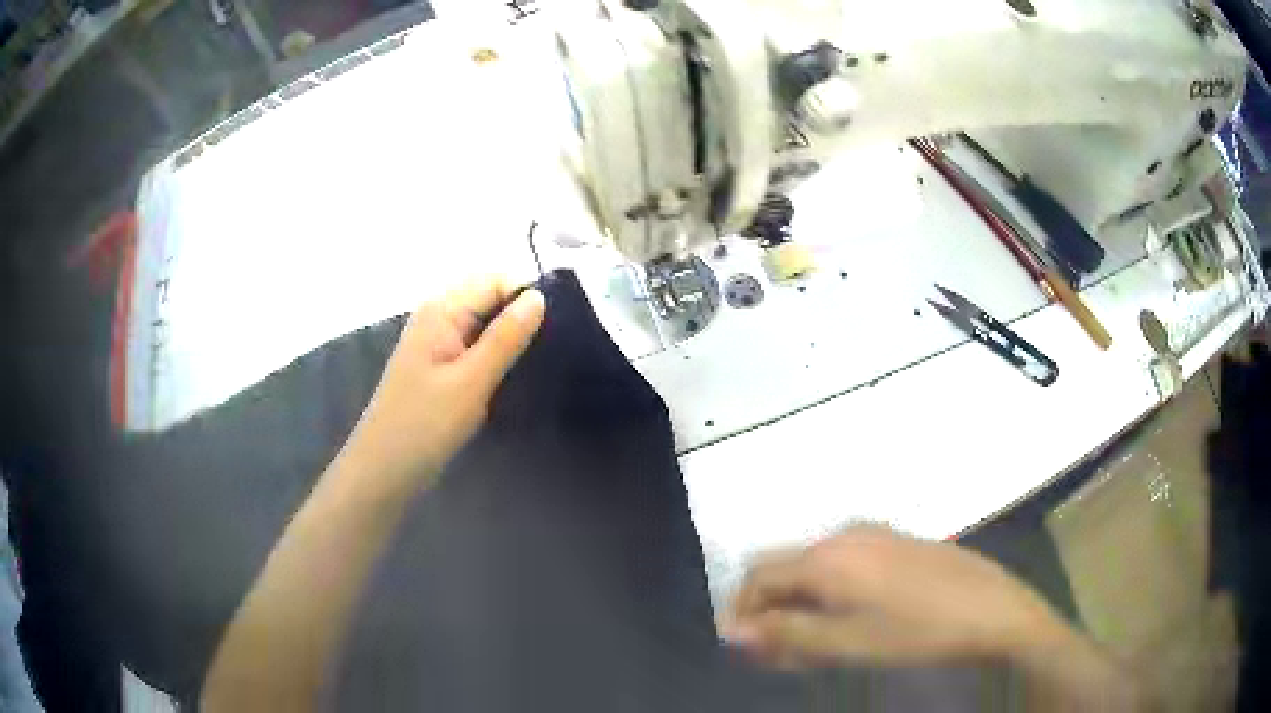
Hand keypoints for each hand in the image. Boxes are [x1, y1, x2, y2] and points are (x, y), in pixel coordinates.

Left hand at [338, 277, 545, 492]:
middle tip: (552, 349)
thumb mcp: (471, 381)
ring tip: (540, 363)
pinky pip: (475, 346)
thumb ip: (506, 337)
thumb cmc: (425, 425)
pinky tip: (513, 376)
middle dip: (520, 316)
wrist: (384, 469)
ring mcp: (436, 341)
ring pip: (484, 324)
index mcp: (442, 309)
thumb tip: (539, 296)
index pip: (495, 280)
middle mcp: (438, 316)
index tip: (558, 328)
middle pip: (489, 298)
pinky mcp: (439, 365)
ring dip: (510, 338)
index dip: (527, 297)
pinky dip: (495, 356)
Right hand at [722, 525, 1071, 668]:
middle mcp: (844, 535)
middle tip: (779, 651)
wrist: (991, 609)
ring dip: (801, 600)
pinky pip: (844, 561)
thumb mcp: (846, 643)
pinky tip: (849, 617)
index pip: (758, 575)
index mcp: (827, 557)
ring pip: (814, 564)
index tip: (745, 648)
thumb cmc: (915, 632)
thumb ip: (785, 635)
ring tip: (813, 642)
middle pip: (784, 566)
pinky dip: (830, 589)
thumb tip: (732, 630)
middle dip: (770, 607)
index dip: (741, 610)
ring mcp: (874, 533)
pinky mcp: (897, 541)